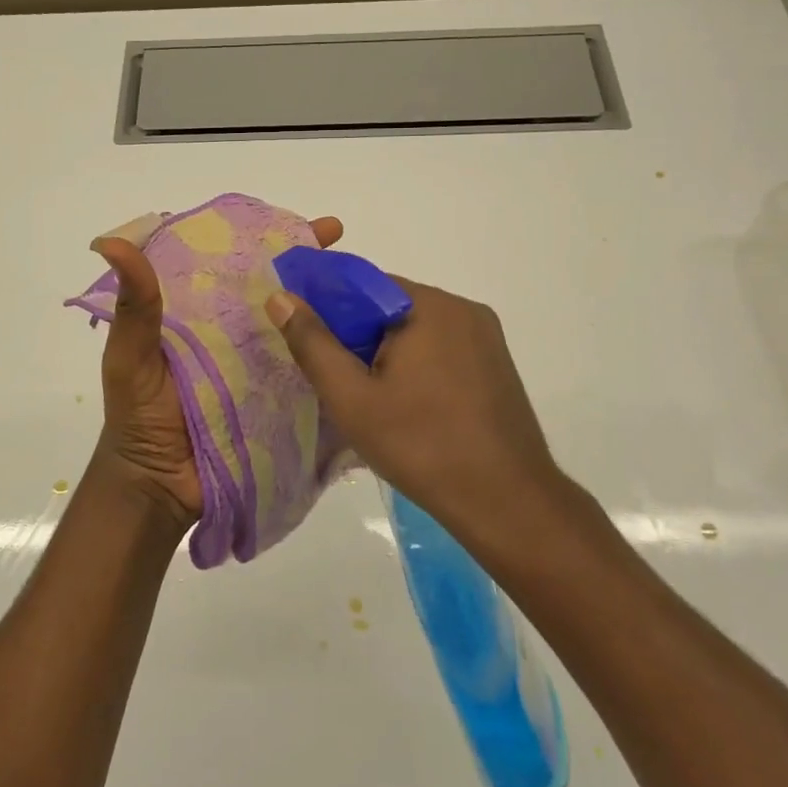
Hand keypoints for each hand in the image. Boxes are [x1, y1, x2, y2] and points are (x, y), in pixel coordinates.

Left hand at [91, 215, 344, 523]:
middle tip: (339, 237)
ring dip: (325, 301)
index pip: (233, 261)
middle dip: (305, 261)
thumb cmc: (138, 415)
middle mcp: (233, 330)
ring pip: (295, 322)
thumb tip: (112, 243)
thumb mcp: (131, 357)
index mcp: (198, 311)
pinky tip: (362, 336)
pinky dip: (330, 350)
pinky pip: (307, 367)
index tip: (284, 217)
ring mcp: (260, 363)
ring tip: (362, 282)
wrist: (158, 486)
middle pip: (273, 286)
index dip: (261, 236)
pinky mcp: (277, 397)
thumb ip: (133, 307)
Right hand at [265, 277, 559, 525]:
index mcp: (428, 306)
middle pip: (390, 307)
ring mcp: (486, 336)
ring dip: (389, 354)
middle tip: (341, 384)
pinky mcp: (497, 364)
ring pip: (416, 330)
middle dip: (359, 337)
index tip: (312, 346)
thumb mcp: (352, 398)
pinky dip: (418, 366)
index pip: (362, 284)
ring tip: (373, 401)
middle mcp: (462, 308)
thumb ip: (313, 344)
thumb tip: (281, 297)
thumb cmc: (422, 446)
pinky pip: (443, 348)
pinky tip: (409, 406)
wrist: (506, 502)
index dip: (330, 310)